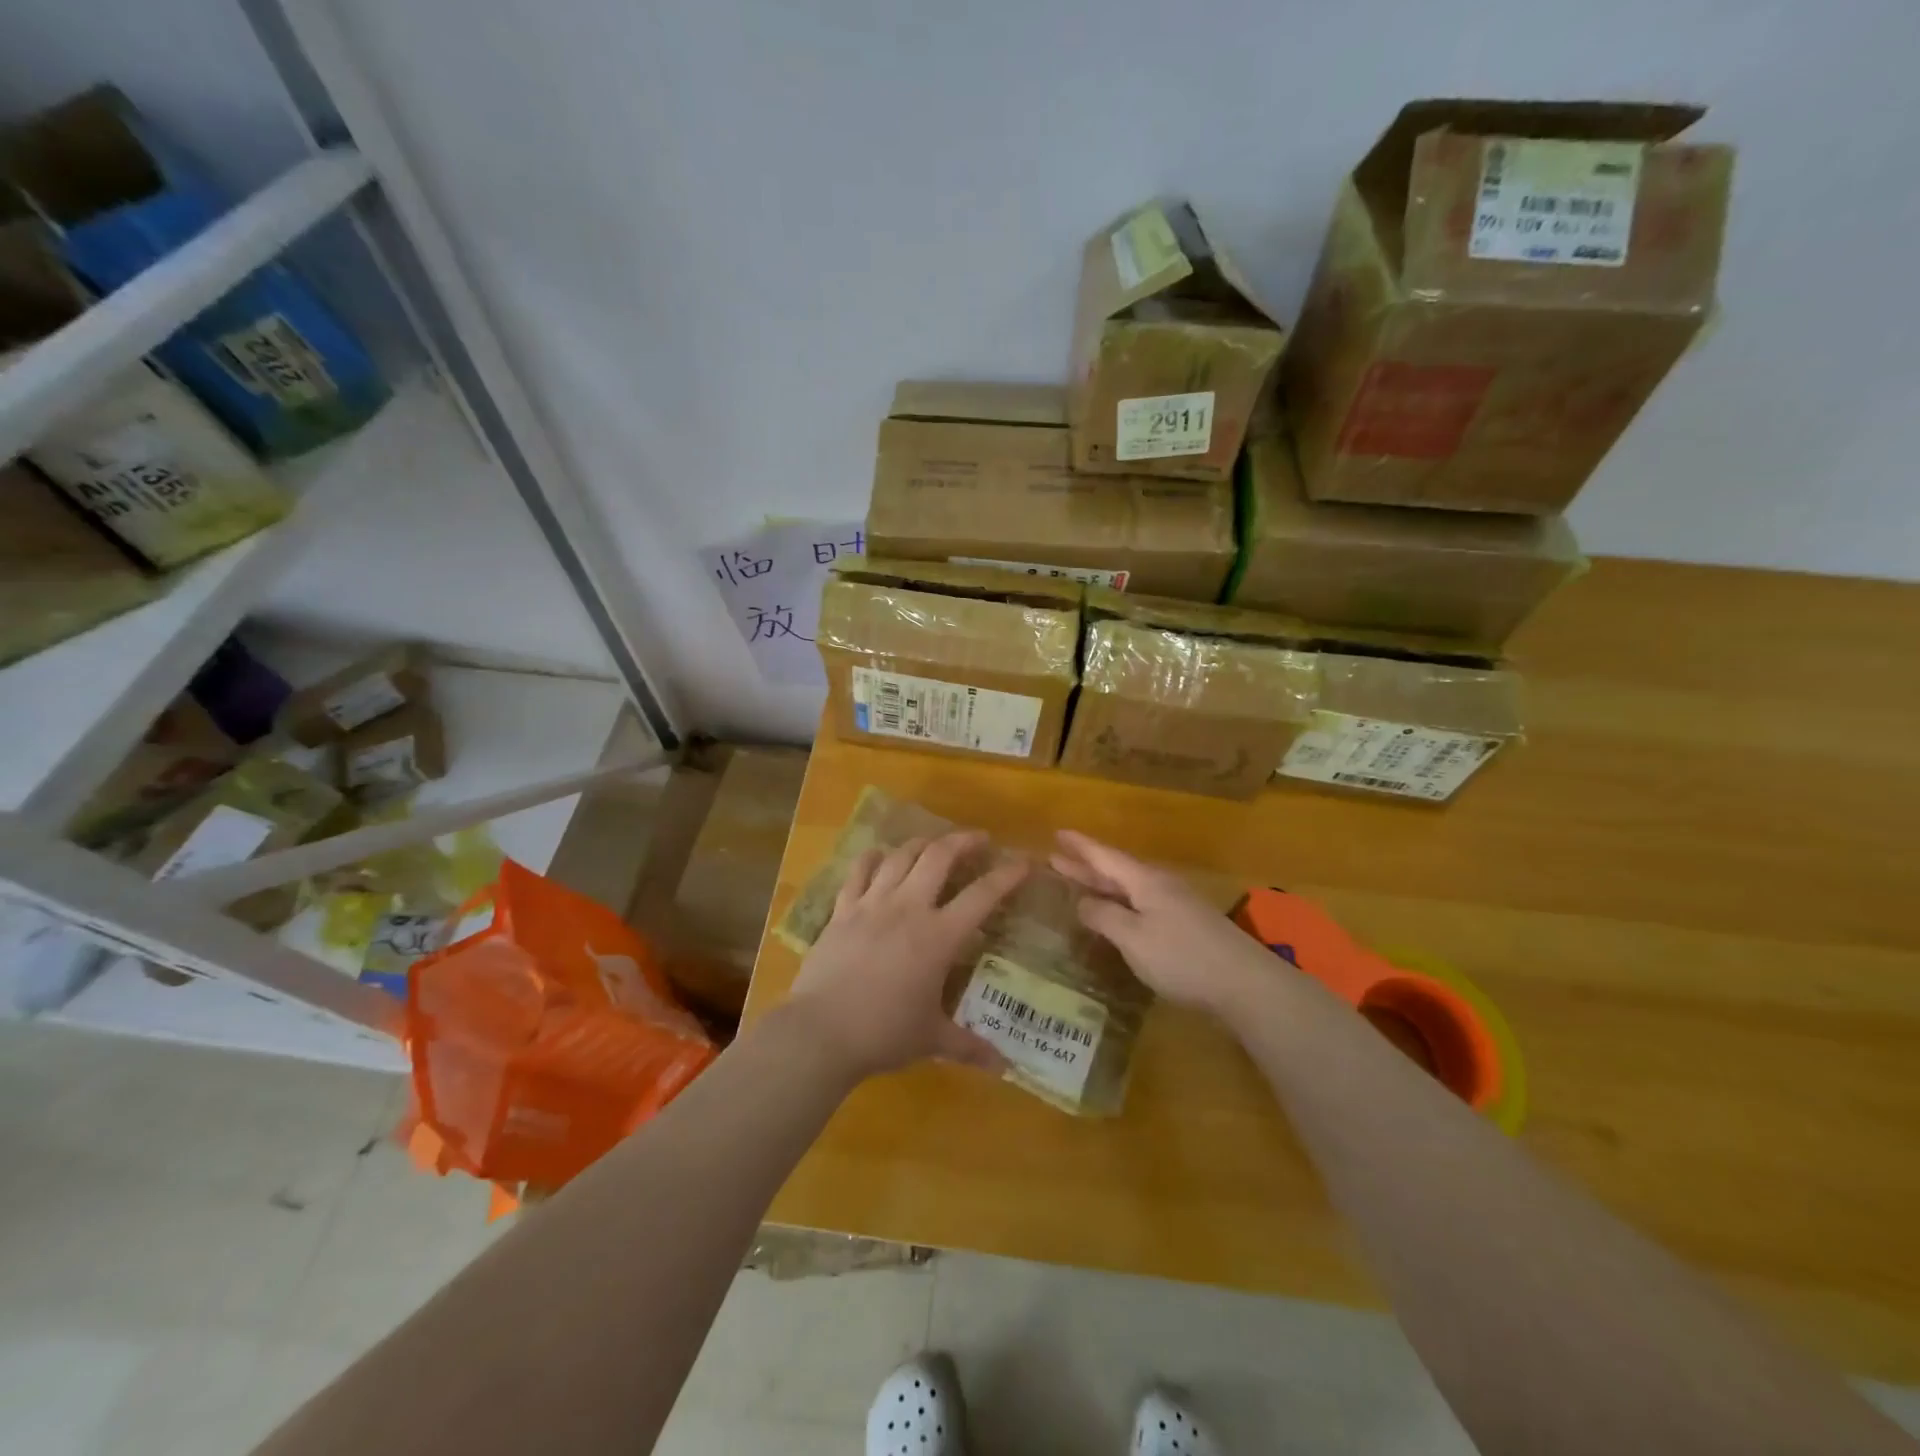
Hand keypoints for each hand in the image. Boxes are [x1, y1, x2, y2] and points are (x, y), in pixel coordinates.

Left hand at [785, 830, 1027, 1081]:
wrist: (821, 1032)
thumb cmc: (883, 1034)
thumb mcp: (931, 1039)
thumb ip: (969, 1046)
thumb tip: (1003, 1066)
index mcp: (939, 937)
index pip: (982, 896)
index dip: (1006, 876)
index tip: (1023, 862)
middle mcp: (908, 908)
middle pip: (939, 856)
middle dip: (963, 841)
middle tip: (979, 840)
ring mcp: (872, 904)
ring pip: (900, 856)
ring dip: (922, 844)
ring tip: (934, 844)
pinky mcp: (842, 910)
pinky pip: (859, 870)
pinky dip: (873, 857)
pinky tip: (880, 855)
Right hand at [1050, 830, 1274, 1016]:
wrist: (1246, 984)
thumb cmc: (1182, 958)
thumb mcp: (1134, 938)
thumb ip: (1105, 917)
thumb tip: (1082, 902)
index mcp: (1145, 882)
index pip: (1105, 857)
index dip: (1081, 846)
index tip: (1058, 833)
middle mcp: (1160, 886)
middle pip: (1117, 870)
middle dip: (1086, 865)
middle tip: (1057, 857)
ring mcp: (1177, 905)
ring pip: (1130, 888)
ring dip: (1103, 884)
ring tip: (1080, 883)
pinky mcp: (1186, 926)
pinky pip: (1143, 904)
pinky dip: (1121, 903)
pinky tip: (1118, 914)